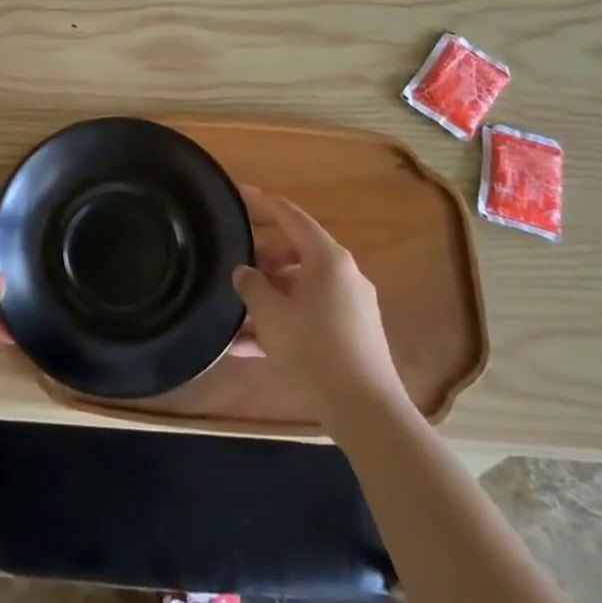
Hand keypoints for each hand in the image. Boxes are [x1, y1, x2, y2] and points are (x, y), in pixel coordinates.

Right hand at [231, 185, 406, 424]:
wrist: (365, 410)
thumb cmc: (314, 350)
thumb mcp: (271, 314)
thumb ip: (252, 286)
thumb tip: (244, 272)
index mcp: (327, 259)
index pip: (291, 216)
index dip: (262, 202)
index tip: (238, 191)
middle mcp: (343, 274)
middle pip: (296, 251)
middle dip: (263, 259)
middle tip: (236, 270)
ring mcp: (351, 304)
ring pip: (300, 287)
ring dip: (269, 297)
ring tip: (236, 317)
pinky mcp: (352, 333)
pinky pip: (310, 314)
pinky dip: (284, 321)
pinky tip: (250, 348)